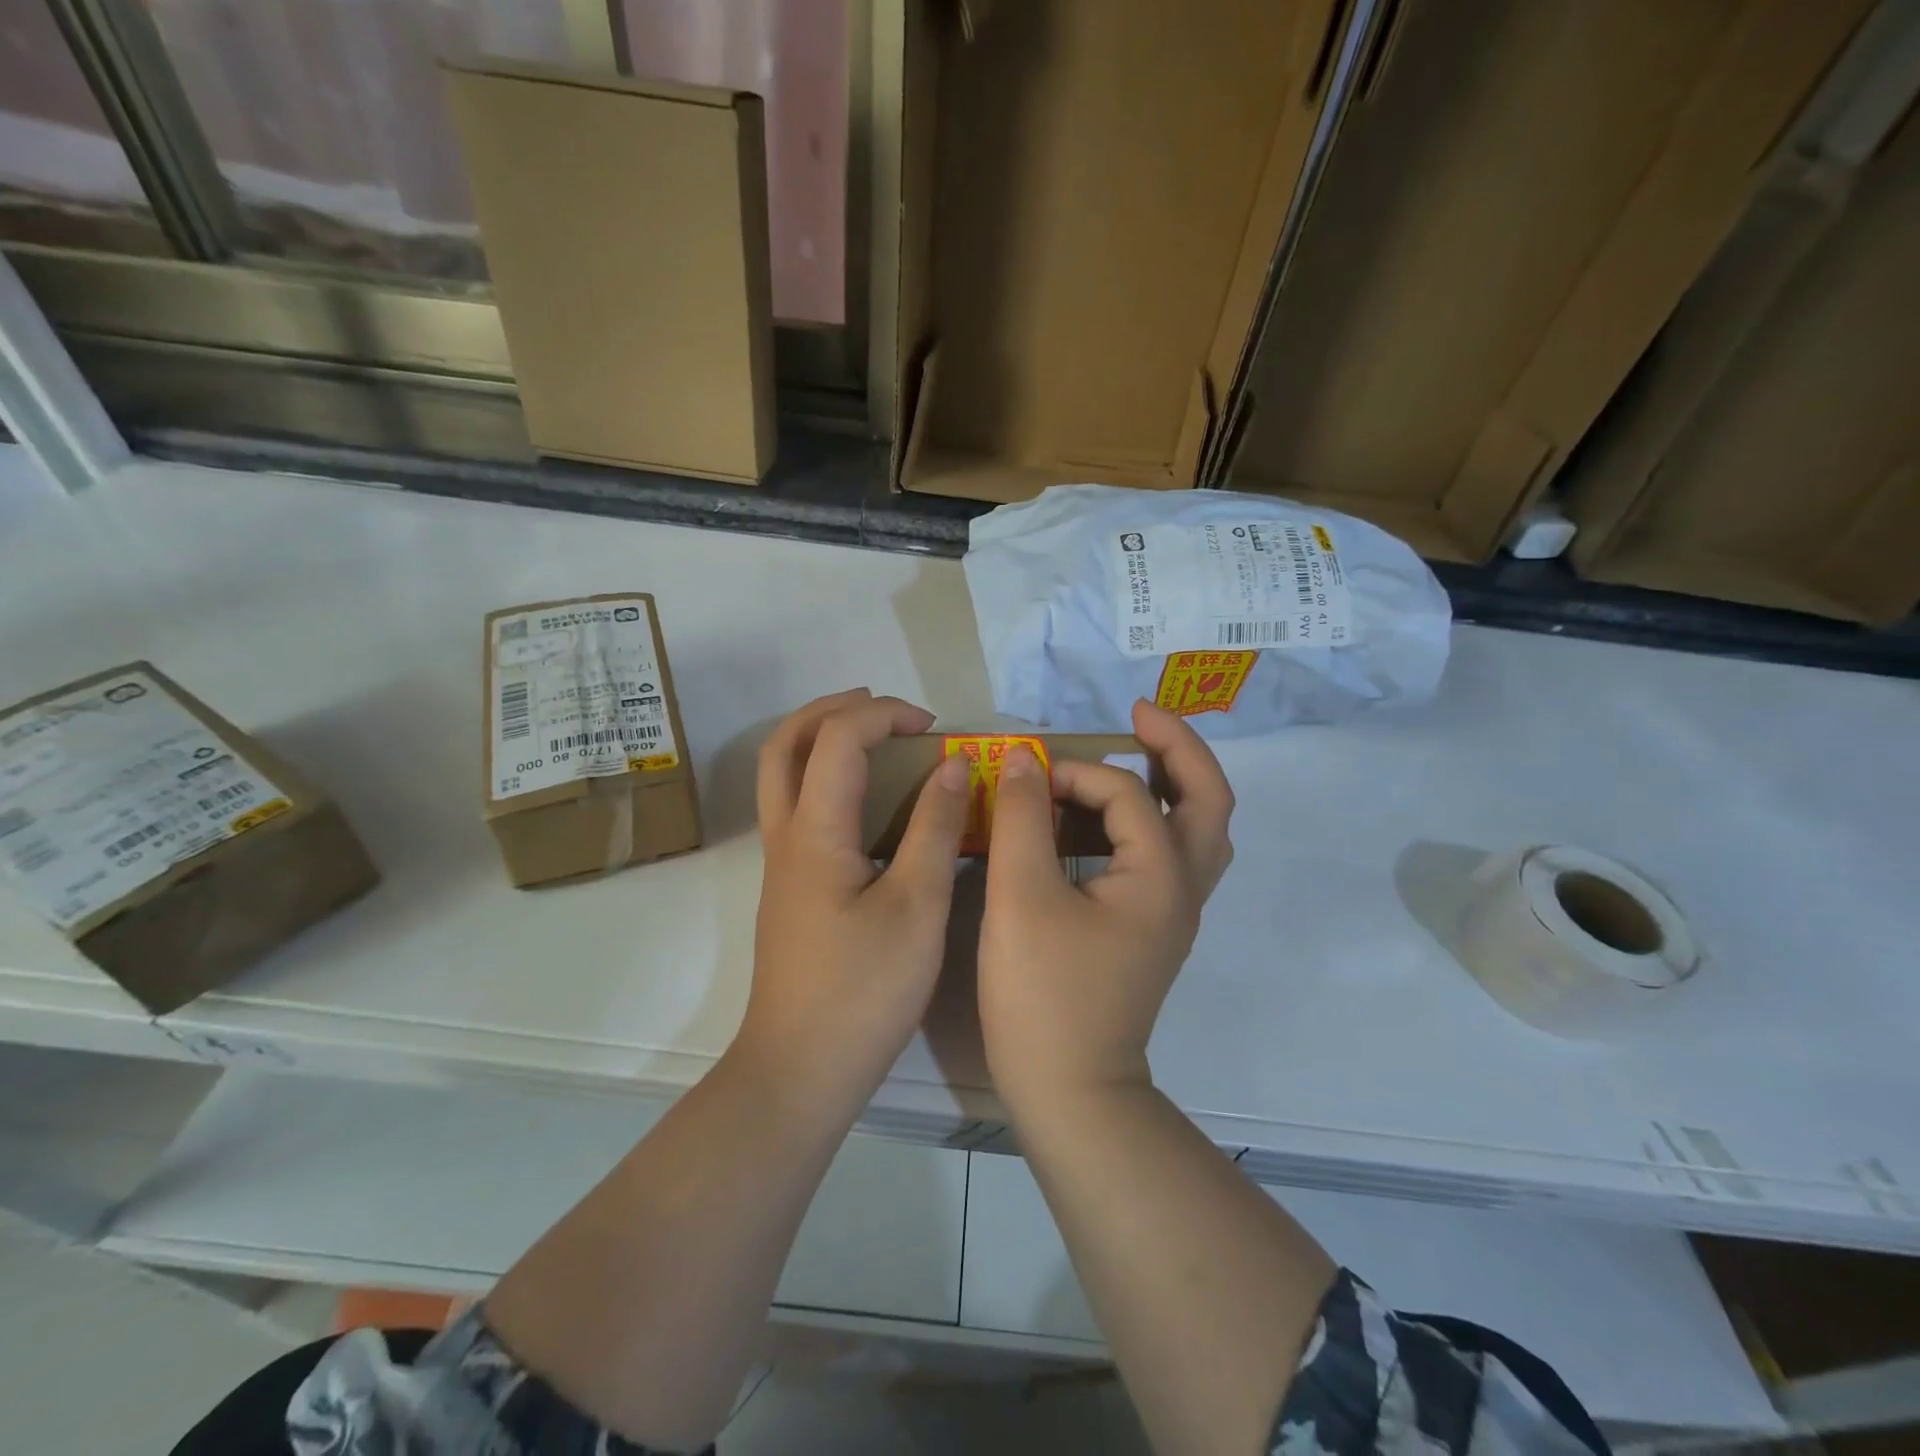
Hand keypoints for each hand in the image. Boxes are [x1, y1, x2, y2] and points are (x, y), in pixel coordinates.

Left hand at [736, 689, 969, 1109]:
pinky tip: (869, 804)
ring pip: (782, 775)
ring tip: (876, 740)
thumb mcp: (917, 906)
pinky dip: (826, 778)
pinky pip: (797, 807)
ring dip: (822, 740)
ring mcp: (781, 864)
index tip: (934, 728)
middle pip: (784, 743)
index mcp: (815, 832)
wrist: (800, 1070)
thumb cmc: (864, 991)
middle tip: (885, 710)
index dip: (884, 716)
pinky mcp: (789, 888)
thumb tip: (950, 765)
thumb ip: (934, 828)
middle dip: (832, 710)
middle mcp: (785, 837)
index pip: (837, 739)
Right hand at [979, 699, 1234, 1107]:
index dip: (1074, 773)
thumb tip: (1024, 758)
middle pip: (1208, 798)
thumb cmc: (1043, 994)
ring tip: (1134, 753)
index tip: (1024, 779)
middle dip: (1178, 746)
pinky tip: (1108, 821)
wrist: (1069, 1091)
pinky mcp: (1152, 929)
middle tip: (1140, 713)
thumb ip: (1022, 818)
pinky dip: (1150, 821)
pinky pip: (1169, 855)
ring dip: (1173, 783)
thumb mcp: (1020, 896)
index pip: (1127, 792)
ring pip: (1196, 829)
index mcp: (1161, 875)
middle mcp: (1183, 888)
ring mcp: (1173, 912)